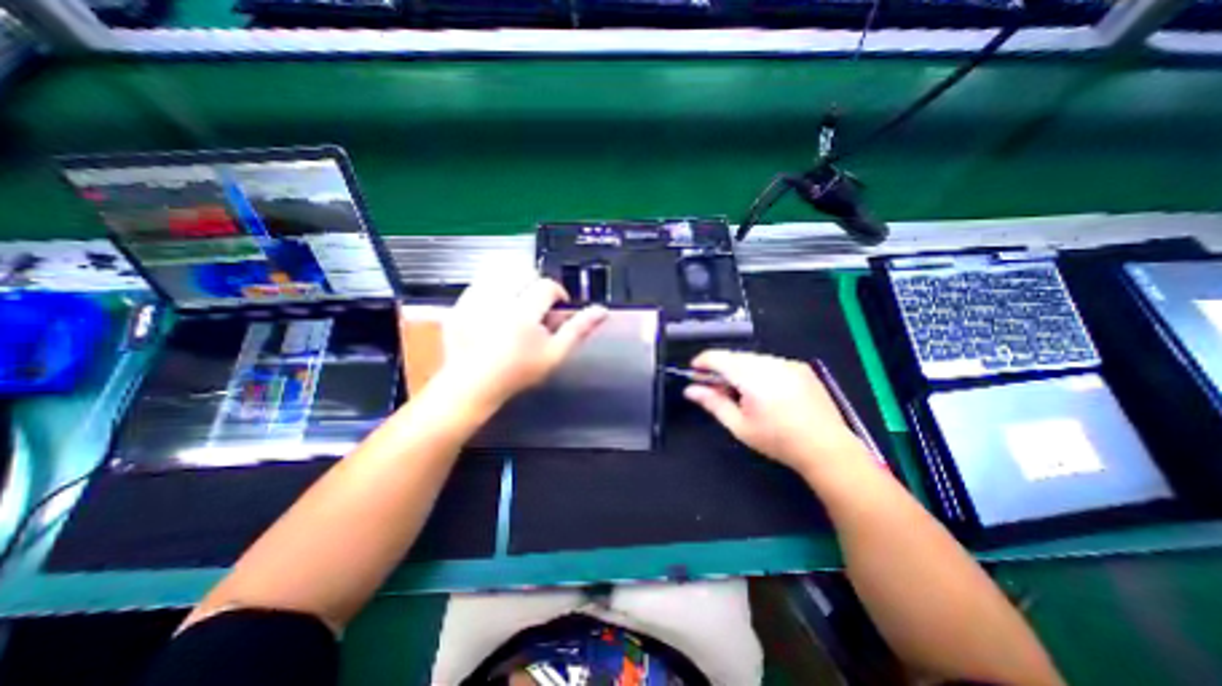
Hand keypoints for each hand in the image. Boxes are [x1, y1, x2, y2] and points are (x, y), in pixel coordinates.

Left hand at [439, 271, 610, 411]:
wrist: (473, 385)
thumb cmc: (517, 373)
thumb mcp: (554, 355)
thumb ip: (578, 329)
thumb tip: (602, 310)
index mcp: (523, 315)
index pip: (547, 286)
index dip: (557, 293)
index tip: (556, 306)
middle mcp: (497, 302)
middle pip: (523, 272)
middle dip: (534, 285)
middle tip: (536, 306)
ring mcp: (474, 302)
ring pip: (500, 272)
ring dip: (513, 283)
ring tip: (516, 303)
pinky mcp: (459, 304)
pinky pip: (480, 282)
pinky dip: (492, 288)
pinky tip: (495, 308)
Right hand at [684, 350, 861, 472]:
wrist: (827, 448)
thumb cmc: (778, 440)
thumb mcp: (739, 426)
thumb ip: (713, 403)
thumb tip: (690, 390)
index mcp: (753, 377)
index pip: (719, 358)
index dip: (702, 361)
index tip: (693, 372)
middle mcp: (770, 363)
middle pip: (735, 356)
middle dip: (721, 368)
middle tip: (716, 387)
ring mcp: (788, 363)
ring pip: (752, 358)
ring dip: (740, 369)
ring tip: (741, 392)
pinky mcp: (800, 367)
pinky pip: (770, 362)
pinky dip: (758, 370)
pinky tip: (764, 391)